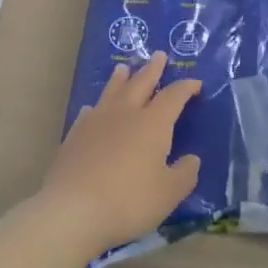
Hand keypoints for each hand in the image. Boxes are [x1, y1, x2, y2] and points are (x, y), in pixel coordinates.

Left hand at [39, 52, 201, 261]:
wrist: (72, 212)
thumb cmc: (129, 201)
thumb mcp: (169, 193)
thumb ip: (184, 174)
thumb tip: (192, 159)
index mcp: (153, 123)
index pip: (174, 96)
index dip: (186, 88)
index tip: (196, 84)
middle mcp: (126, 114)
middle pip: (141, 83)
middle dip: (153, 69)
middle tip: (159, 55)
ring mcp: (96, 123)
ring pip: (112, 92)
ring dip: (121, 79)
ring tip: (124, 68)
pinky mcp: (74, 137)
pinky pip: (88, 113)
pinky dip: (96, 107)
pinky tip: (92, 109)